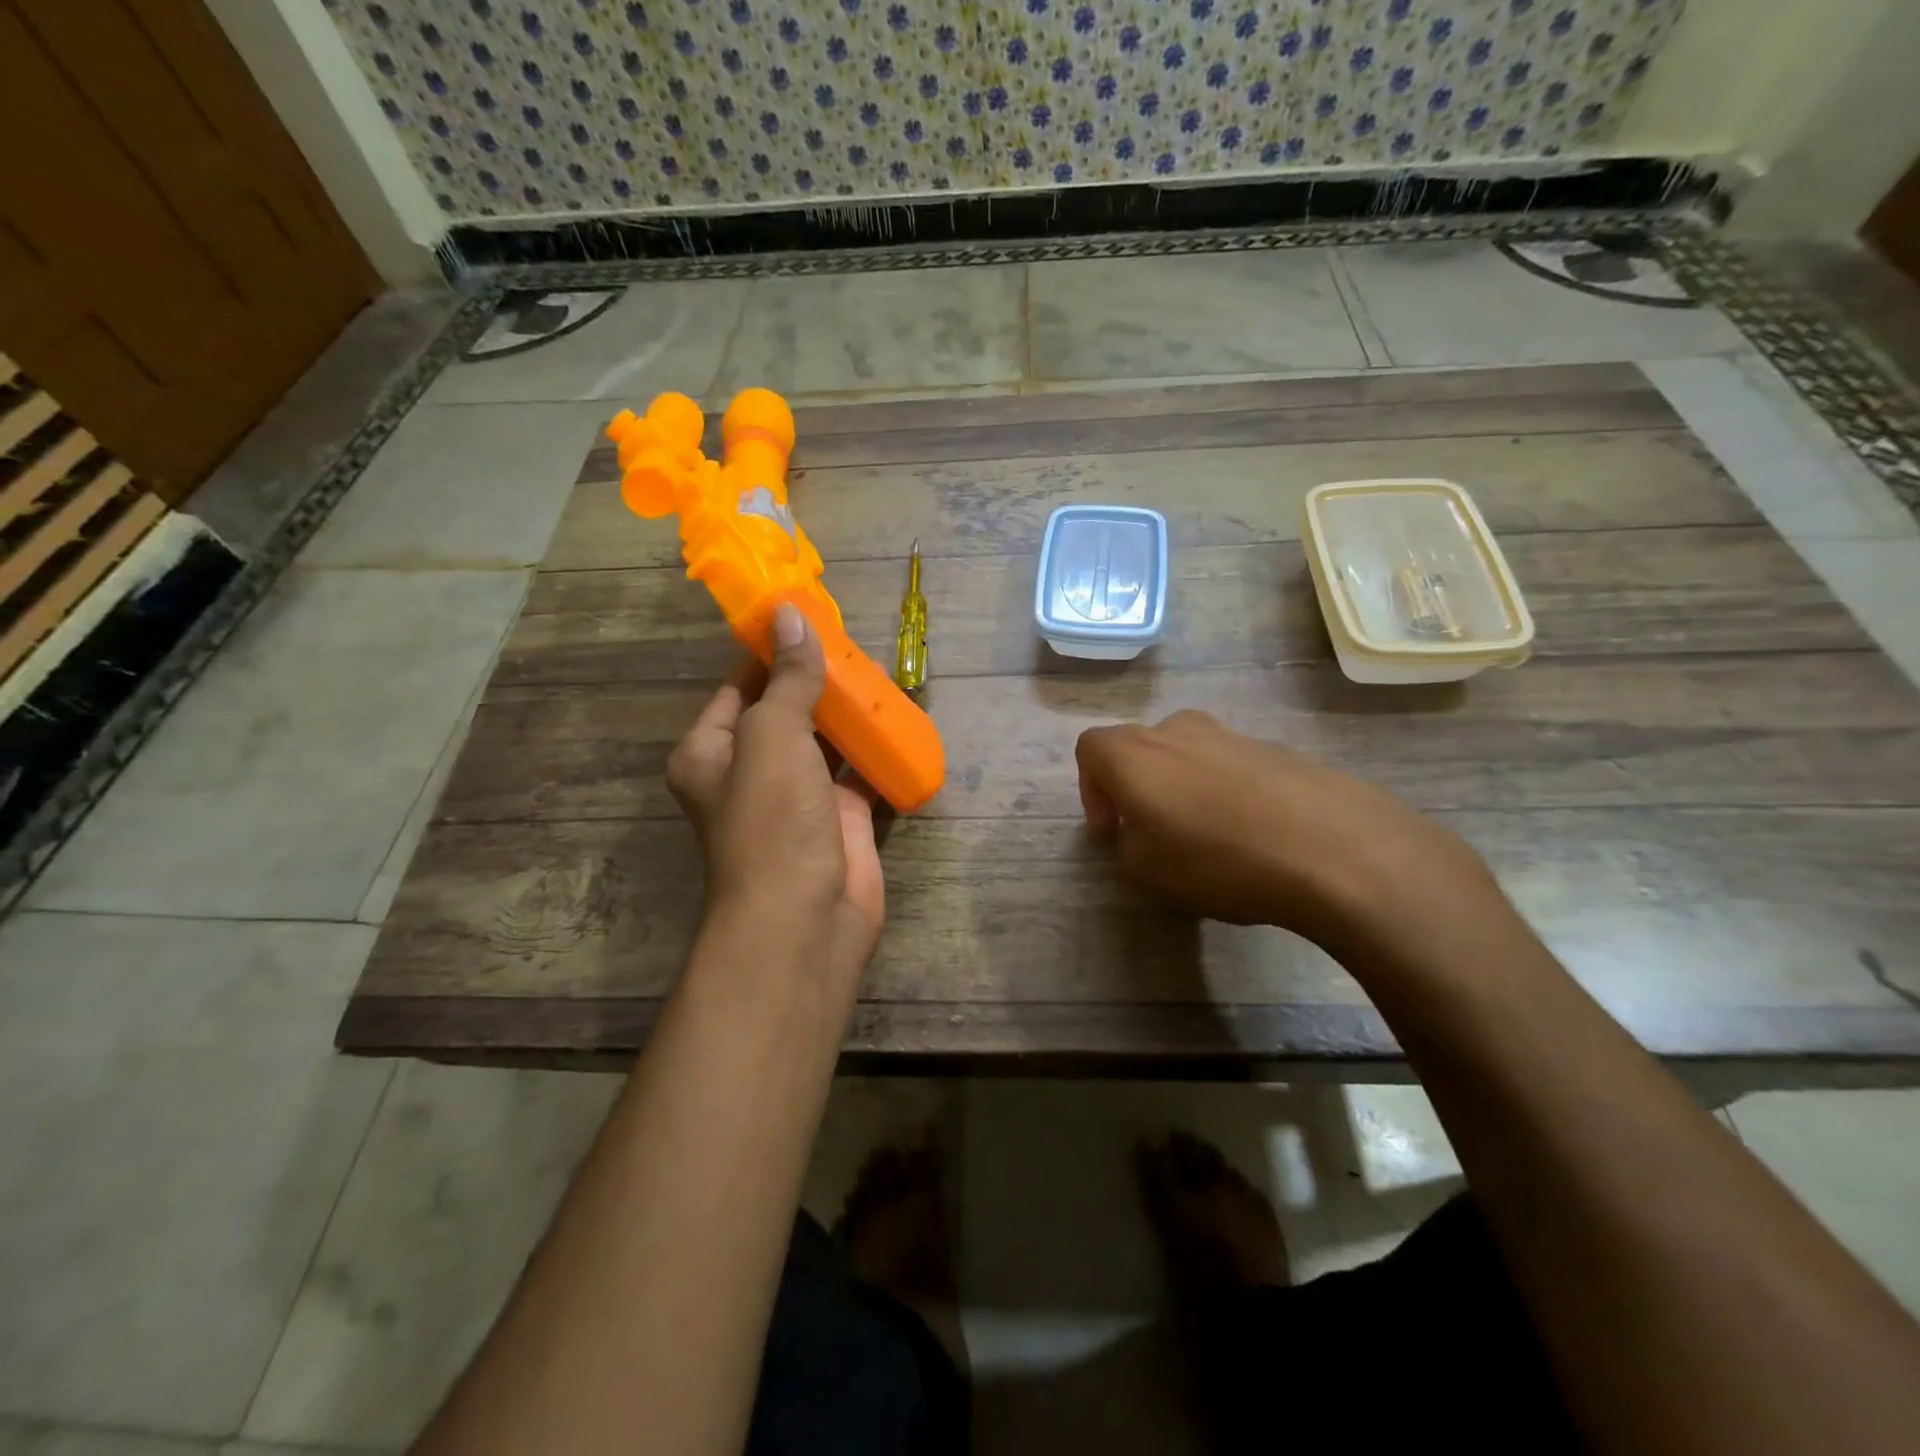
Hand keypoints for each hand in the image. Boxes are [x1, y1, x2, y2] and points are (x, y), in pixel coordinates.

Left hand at [667, 604, 885, 981]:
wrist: (804, 922)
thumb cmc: (771, 822)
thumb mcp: (772, 737)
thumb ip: (787, 678)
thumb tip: (790, 616)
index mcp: (713, 751)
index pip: (740, 686)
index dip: (771, 650)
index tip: (808, 617)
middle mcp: (751, 772)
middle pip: (786, 710)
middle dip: (818, 679)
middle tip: (857, 642)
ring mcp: (799, 798)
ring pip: (826, 741)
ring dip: (850, 712)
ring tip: (884, 671)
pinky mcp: (841, 820)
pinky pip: (860, 773)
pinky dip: (879, 750)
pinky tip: (903, 720)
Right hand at [1075, 709, 1498, 953]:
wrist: (1333, 847)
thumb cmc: (1219, 858)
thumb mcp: (1147, 871)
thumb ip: (1126, 847)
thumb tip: (1138, 834)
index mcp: (1135, 753)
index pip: (1090, 748)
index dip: (1090, 790)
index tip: (1110, 832)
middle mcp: (1178, 731)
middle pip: (1140, 747)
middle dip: (1136, 787)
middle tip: (1151, 832)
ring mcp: (1232, 735)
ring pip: (1188, 754)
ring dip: (1183, 788)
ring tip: (1206, 836)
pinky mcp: (1278, 749)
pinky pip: (1233, 766)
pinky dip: (1227, 792)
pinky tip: (1252, 835)